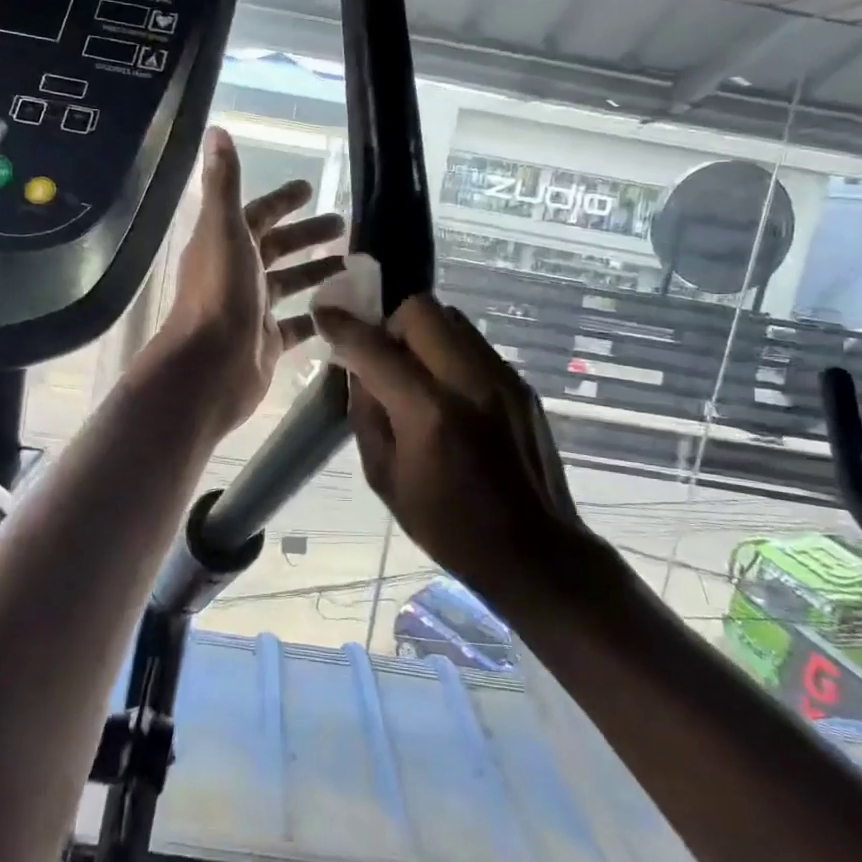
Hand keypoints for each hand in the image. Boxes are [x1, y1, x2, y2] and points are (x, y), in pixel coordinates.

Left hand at [152, 128, 345, 429]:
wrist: (209, 368)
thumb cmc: (219, 294)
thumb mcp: (224, 230)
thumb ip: (225, 183)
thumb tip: (216, 130)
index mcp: (224, 245)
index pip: (257, 214)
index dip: (282, 200)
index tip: (311, 188)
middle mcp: (236, 275)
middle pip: (276, 249)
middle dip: (308, 235)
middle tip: (345, 225)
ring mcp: (251, 310)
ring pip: (289, 285)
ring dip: (316, 271)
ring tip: (353, 264)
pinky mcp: (266, 343)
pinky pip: (297, 325)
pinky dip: (318, 316)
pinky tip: (345, 308)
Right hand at [314, 294, 580, 592]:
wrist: (536, 551)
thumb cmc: (450, 527)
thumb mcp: (385, 479)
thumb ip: (366, 415)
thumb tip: (359, 371)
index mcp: (429, 413)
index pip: (376, 348)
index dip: (344, 326)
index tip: (325, 315)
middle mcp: (469, 381)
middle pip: (421, 310)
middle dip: (390, 322)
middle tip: (381, 354)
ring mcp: (502, 378)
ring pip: (452, 319)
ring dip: (422, 333)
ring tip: (414, 371)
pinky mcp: (520, 384)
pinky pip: (474, 345)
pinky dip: (449, 352)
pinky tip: (447, 391)